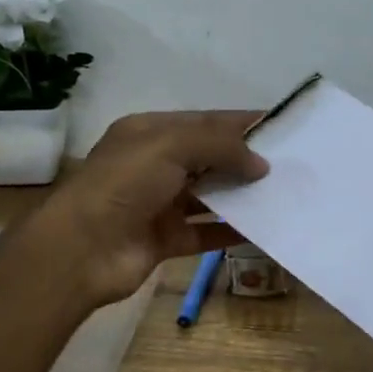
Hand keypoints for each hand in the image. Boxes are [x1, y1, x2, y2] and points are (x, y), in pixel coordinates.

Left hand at [49, 110, 267, 304]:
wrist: (82, 250)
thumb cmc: (124, 185)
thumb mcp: (171, 147)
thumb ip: (220, 147)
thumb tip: (261, 164)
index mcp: (149, 133)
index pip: (205, 122)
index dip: (242, 123)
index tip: (282, 128)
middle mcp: (154, 165)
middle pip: (209, 158)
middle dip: (246, 160)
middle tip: (290, 165)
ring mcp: (159, 204)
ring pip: (209, 195)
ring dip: (241, 195)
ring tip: (282, 195)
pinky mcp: (165, 239)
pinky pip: (205, 231)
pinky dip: (230, 230)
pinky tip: (261, 229)